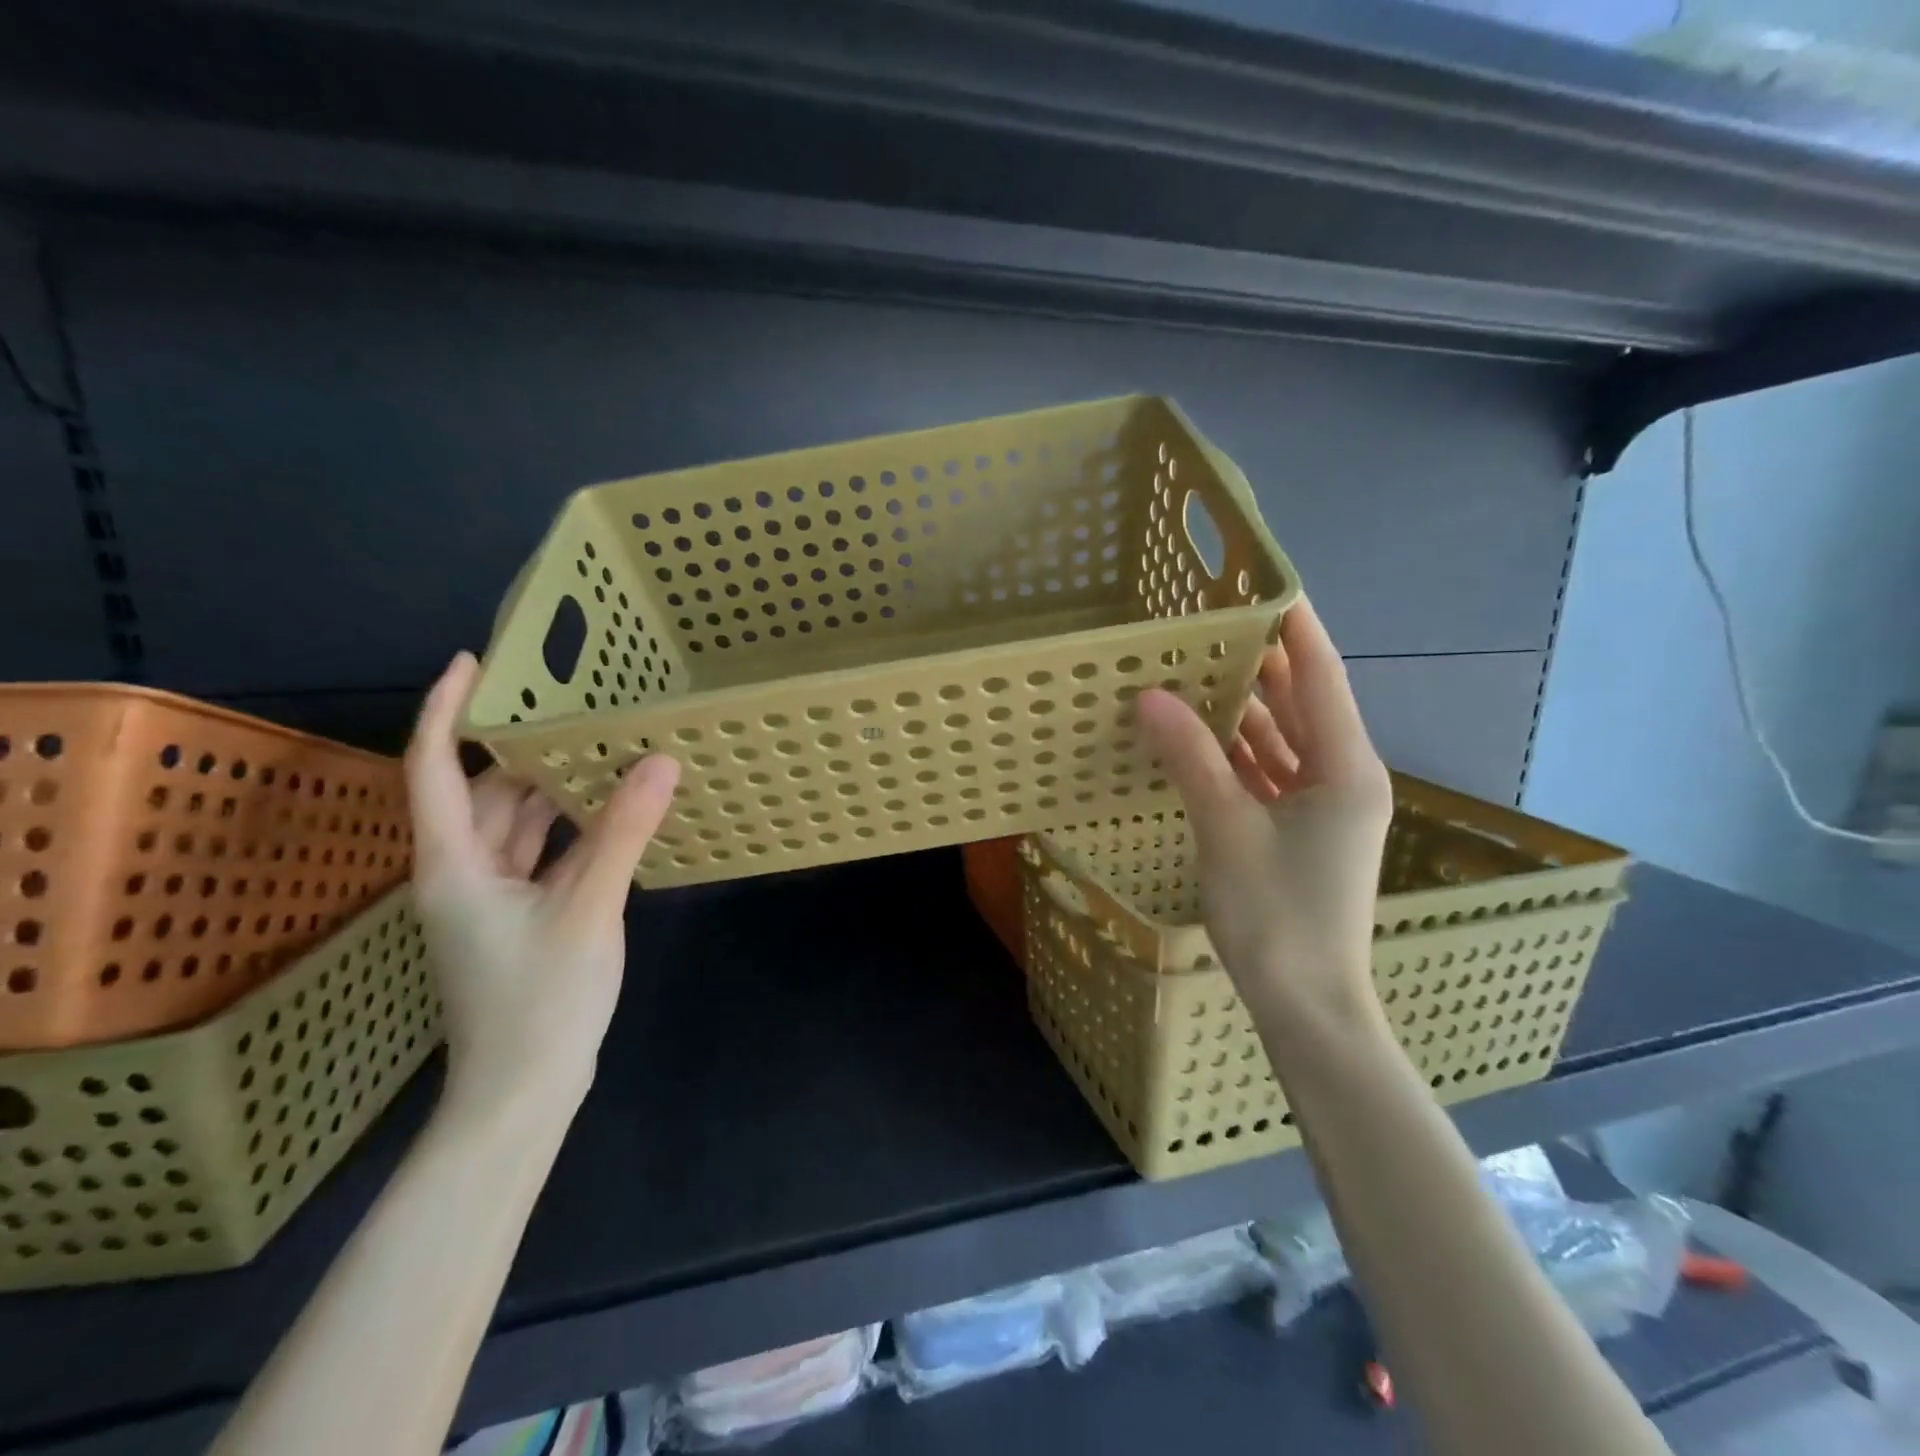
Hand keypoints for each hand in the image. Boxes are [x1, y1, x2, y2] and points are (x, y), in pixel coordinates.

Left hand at [405, 653, 680, 1114]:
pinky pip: (541, 854)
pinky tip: (611, 813)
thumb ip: (622, 832)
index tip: (474, 663)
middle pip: (482, 792)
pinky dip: (569, 828)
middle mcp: (463, 874)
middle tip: (573, 704)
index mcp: (454, 864)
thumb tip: (660, 761)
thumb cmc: (540, 1001)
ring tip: (600, 747)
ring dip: (550, 789)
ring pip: (515, 825)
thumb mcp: (588, 908)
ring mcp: (492, 900)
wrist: (523, 1093)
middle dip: (520, 747)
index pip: (432, 768)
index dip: (446, 710)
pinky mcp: (521, 919)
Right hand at [1137, 598, 1390, 1029]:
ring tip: (1197, 669)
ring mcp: (1325, 807)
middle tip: (1212, 624)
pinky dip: (1240, 753)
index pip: (1320, 675)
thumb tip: (1149, 696)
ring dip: (1247, 710)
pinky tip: (1201, 736)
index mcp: (1345, 768)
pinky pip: (1271, 774)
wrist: (1307, 1005)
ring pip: (1285, 740)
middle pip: (1303, 703)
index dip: (1294, 627)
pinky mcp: (1303, 831)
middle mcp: (1344, 777)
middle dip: (1262, 664)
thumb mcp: (1226, 828)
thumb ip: (1190, 757)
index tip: (1263, 584)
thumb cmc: (1277, 915)